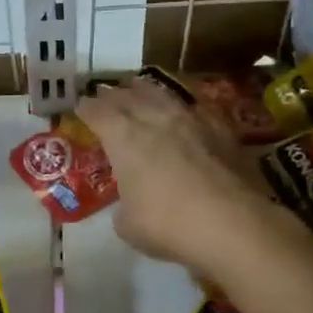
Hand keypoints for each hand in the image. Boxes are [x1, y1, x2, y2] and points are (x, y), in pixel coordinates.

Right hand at [79, 78, 274, 273]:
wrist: (232, 224)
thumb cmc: (167, 225)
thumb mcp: (128, 225)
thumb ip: (124, 206)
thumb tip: (131, 204)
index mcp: (124, 138)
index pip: (98, 113)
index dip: (86, 108)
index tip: (80, 106)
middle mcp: (155, 120)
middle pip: (129, 97)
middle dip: (114, 95)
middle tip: (106, 94)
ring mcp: (192, 121)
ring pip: (164, 96)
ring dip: (147, 91)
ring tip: (140, 87)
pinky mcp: (223, 131)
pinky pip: (197, 110)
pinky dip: (185, 108)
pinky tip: (186, 111)